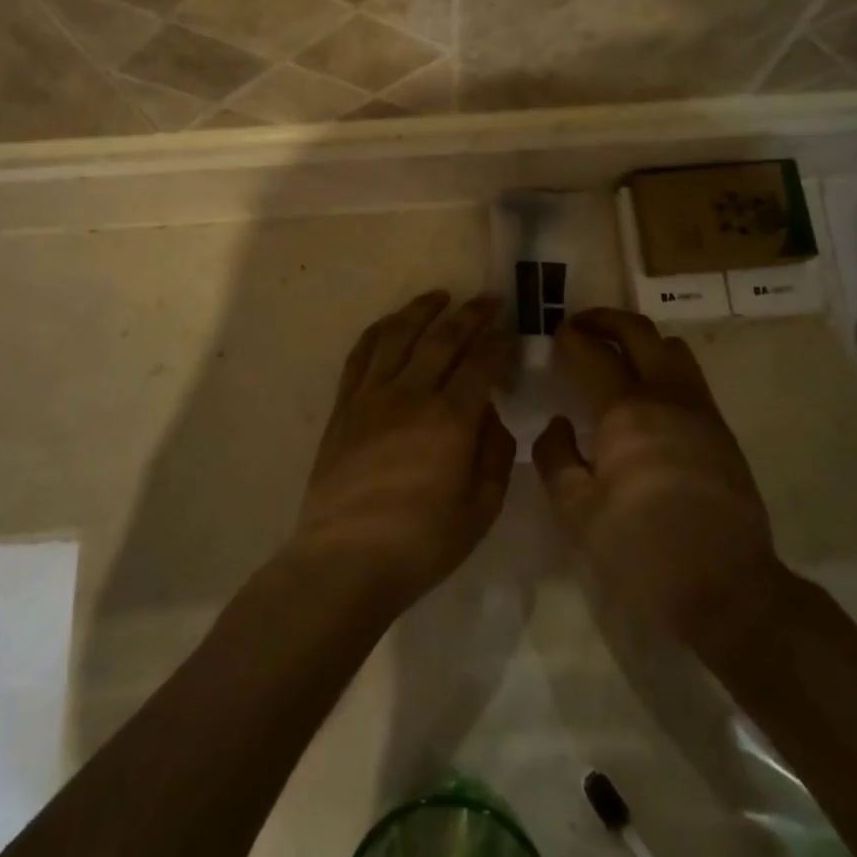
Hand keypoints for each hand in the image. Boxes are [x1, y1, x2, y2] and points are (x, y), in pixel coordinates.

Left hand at [290, 292, 516, 613]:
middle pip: (444, 338)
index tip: (512, 331)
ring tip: (440, 296)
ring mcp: (372, 396)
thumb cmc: (422, 543)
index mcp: (451, 419)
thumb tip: (491, 414)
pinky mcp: (344, 407)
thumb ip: (494, 454)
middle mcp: (411, 394)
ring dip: (422, 310)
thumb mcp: (481, 509)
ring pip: (398, 335)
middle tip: (488, 299)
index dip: (501, 342)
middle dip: (470, 313)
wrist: (345, 560)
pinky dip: (379, 331)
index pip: (482, 363)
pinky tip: (391, 324)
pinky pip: (361, 355)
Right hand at [532, 309, 785, 648]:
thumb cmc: (642, 550)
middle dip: (605, 319)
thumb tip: (557, 425)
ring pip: (672, 348)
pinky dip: (662, 367)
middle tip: (581, 326)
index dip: (570, 338)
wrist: (728, 588)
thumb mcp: (577, 513)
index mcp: (626, 410)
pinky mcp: (721, 431)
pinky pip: (689, 378)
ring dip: (640, 340)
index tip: (556, 335)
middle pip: (639, 331)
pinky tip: (646, 398)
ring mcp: (700, 410)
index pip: (593, 353)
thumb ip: (555, 458)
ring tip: (616, 356)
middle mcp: (666, 396)